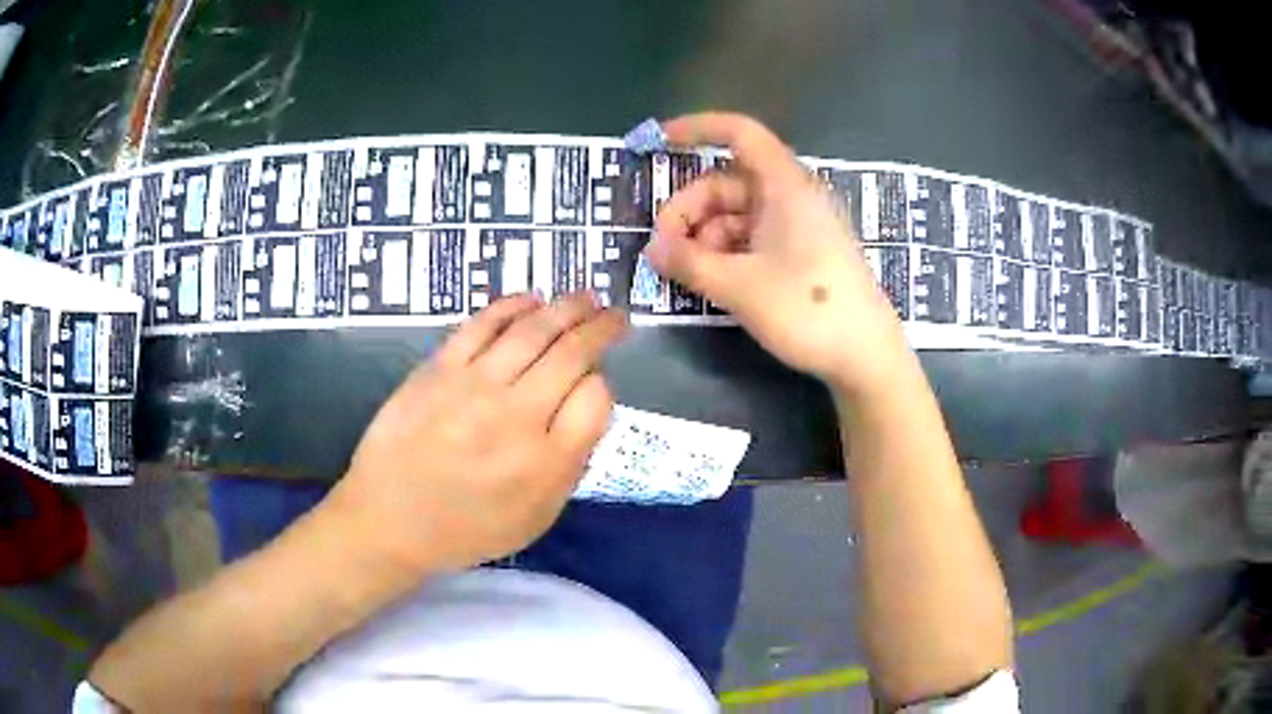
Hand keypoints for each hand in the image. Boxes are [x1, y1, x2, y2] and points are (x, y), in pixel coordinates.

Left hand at [328, 293, 628, 573]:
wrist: (390, 520)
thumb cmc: (467, 528)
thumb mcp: (536, 518)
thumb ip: (570, 464)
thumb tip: (585, 404)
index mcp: (546, 463)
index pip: (596, 400)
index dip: (603, 385)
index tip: (596, 384)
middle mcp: (516, 417)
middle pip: (572, 355)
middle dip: (601, 328)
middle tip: (616, 315)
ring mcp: (474, 386)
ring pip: (533, 330)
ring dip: (567, 306)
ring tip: (586, 296)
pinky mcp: (439, 368)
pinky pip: (482, 324)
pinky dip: (512, 306)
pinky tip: (532, 299)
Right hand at [646, 112, 910, 394]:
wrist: (866, 356)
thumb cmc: (808, 310)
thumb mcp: (739, 286)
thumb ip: (689, 263)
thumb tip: (652, 250)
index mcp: (785, 186)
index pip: (740, 133)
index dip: (698, 128)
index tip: (659, 141)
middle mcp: (791, 197)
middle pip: (727, 182)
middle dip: (688, 210)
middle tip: (663, 251)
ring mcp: (797, 226)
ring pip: (735, 214)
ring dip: (704, 237)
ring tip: (685, 274)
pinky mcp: (800, 253)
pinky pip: (752, 238)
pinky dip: (725, 252)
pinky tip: (709, 280)